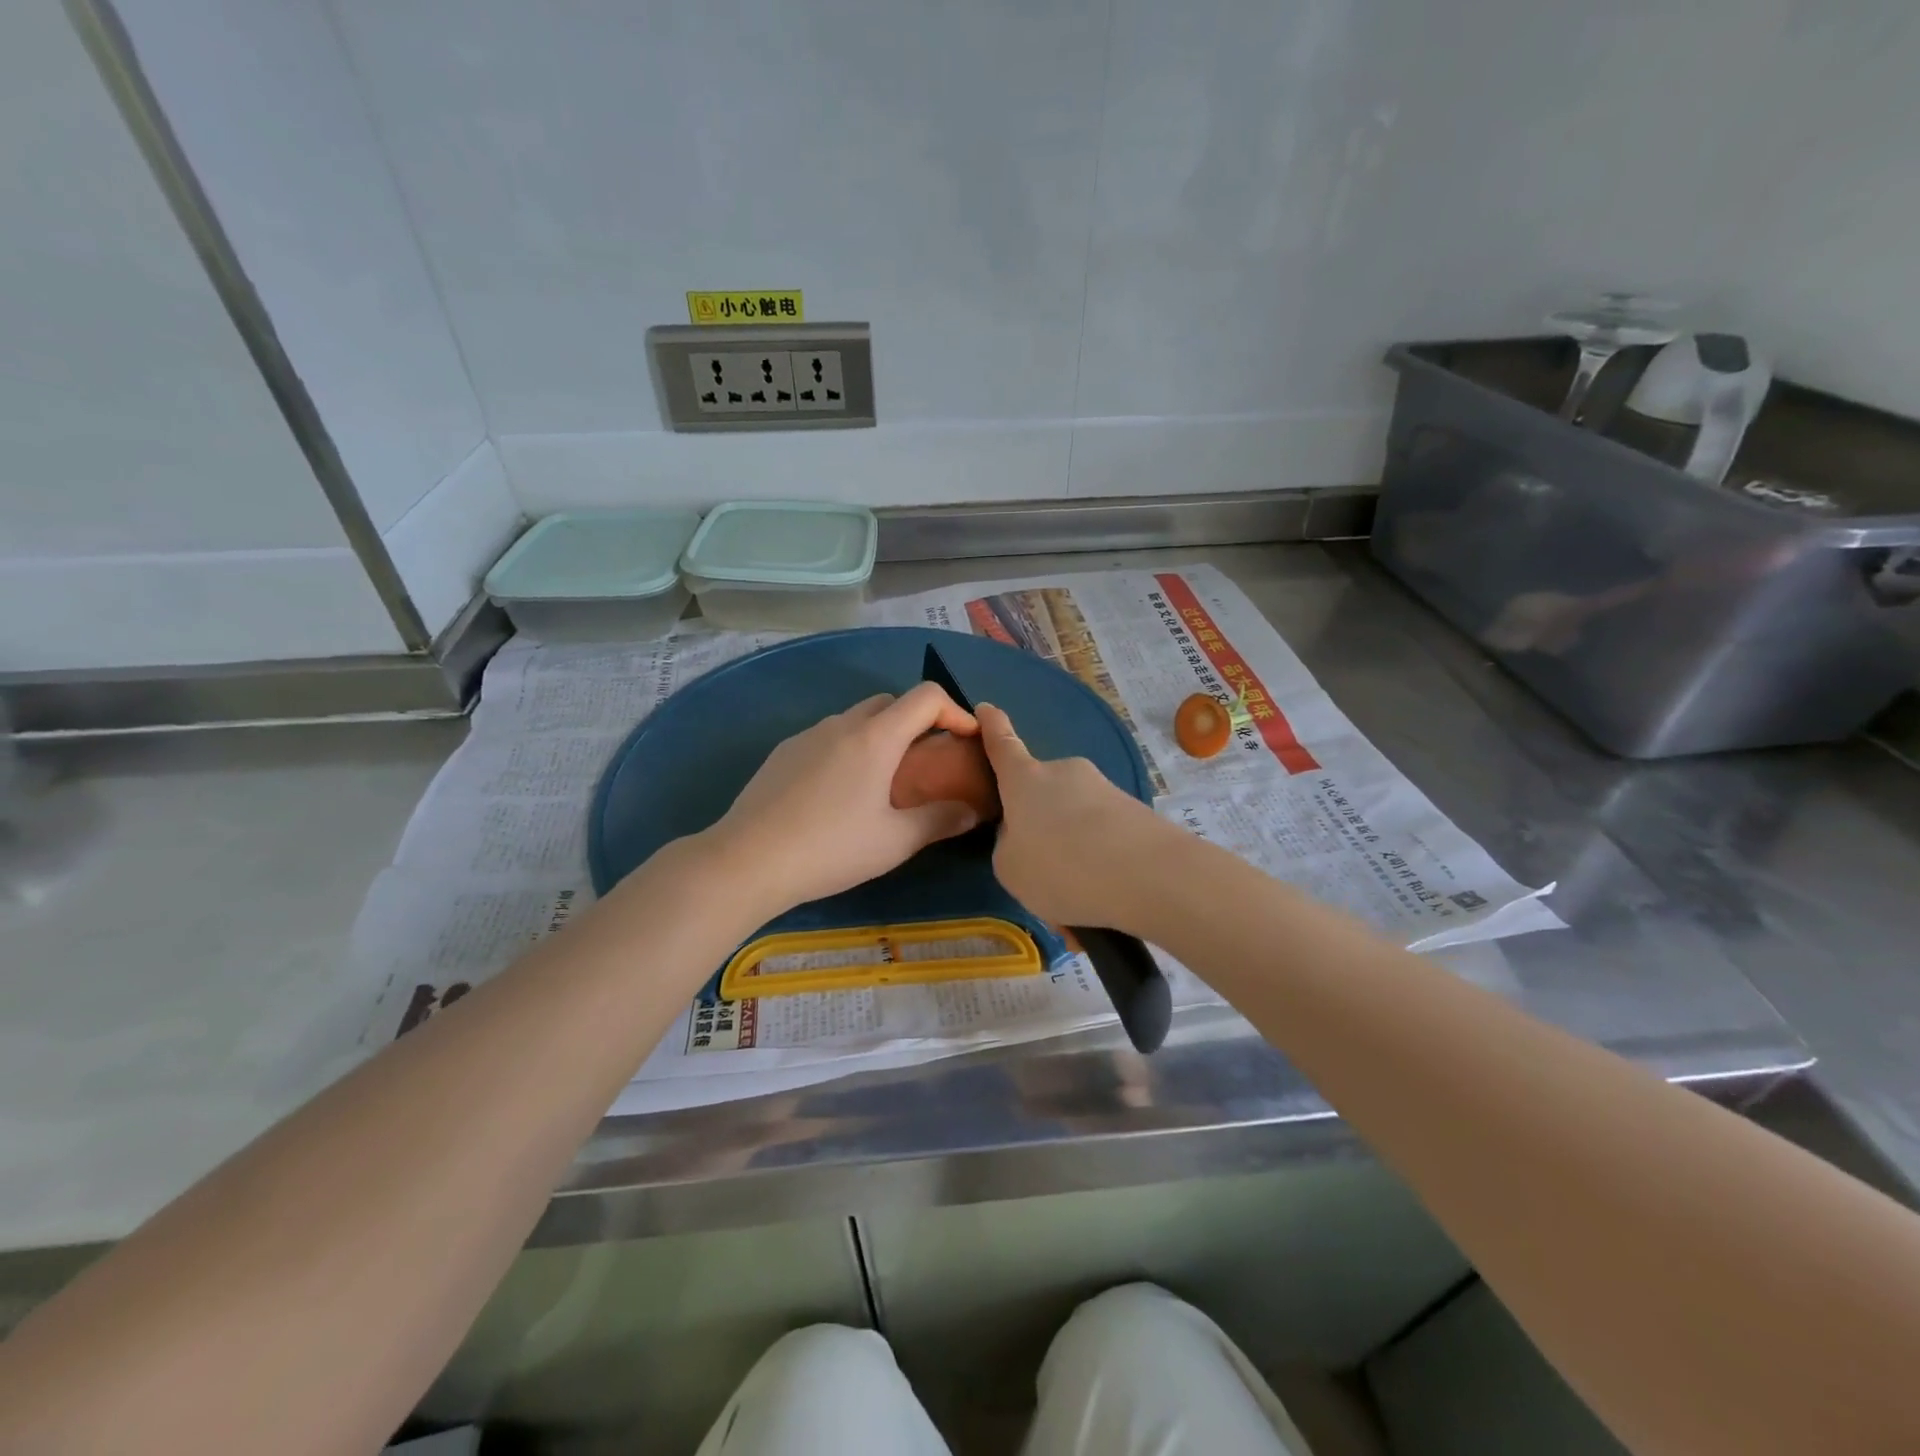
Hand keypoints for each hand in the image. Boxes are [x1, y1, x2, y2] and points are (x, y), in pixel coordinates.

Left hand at [700, 684, 983, 917]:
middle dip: (917, 721)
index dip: (955, 710)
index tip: (966, 740)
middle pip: (890, 702)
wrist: (747, 860)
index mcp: (875, 737)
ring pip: (856, 718)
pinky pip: (828, 737)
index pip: (926, 697)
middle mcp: (842, 724)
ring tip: (884, 780)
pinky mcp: (783, 752)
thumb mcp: (895, 842)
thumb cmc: (830, 849)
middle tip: (927, 762)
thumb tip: (971, 812)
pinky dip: (849, 748)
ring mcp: (807, 735)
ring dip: (880, 735)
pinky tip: (840, 792)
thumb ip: (939, 821)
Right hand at [975, 702, 1173, 934]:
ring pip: (1074, 819)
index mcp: (1025, 779)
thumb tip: (1028, 836)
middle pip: (1042, 791)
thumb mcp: (1011, 868)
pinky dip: (1098, 862)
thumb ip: (1010, 845)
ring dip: (1072, 849)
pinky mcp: (1134, 810)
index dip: (992, 727)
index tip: (986, 707)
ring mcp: (1103, 787)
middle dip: (1040, 821)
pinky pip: (1103, 837)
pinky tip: (1105, 895)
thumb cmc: (1061, 866)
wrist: (1150, 875)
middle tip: (1042, 867)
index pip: (1003, 744)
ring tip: (1078, 895)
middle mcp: (1064, 772)